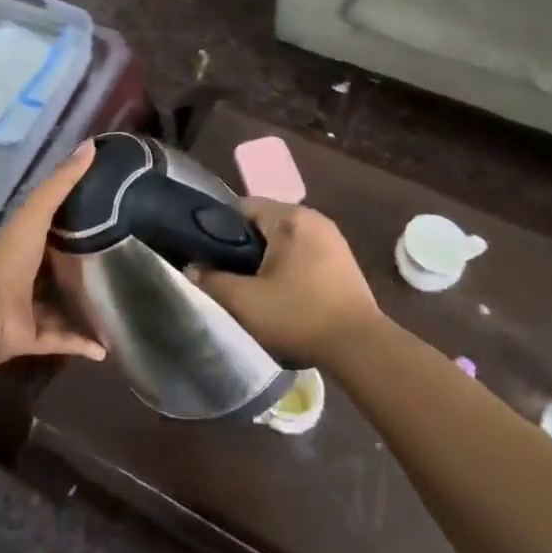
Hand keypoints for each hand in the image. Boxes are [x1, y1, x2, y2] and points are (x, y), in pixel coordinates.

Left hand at [0, 141, 106, 364]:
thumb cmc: (7, 257)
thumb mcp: (36, 213)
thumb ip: (61, 182)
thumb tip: (92, 145)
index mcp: (21, 246)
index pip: (47, 231)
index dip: (70, 226)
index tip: (103, 220)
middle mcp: (21, 277)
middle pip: (53, 272)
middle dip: (78, 271)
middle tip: (115, 268)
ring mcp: (24, 310)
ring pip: (56, 309)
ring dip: (81, 312)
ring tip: (114, 309)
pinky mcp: (29, 339)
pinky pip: (59, 341)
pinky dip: (80, 344)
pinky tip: (104, 348)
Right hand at [192, 199, 381, 365]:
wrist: (359, 345)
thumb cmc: (299, 314)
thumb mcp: (245, 302)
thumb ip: (212, 281)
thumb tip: (192, 268)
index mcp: (289, 217)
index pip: (242, 206)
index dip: (220, 228)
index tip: (209, 255)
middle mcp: (313, 217)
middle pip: (265, 221)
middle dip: (244, 245)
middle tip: (229, 275)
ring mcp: (332, 237)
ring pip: (285, 238)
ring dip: (268, 257)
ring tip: (254, 286)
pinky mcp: (343, 258)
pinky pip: (304, 251)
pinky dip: (290, 265)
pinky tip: (284, 292)